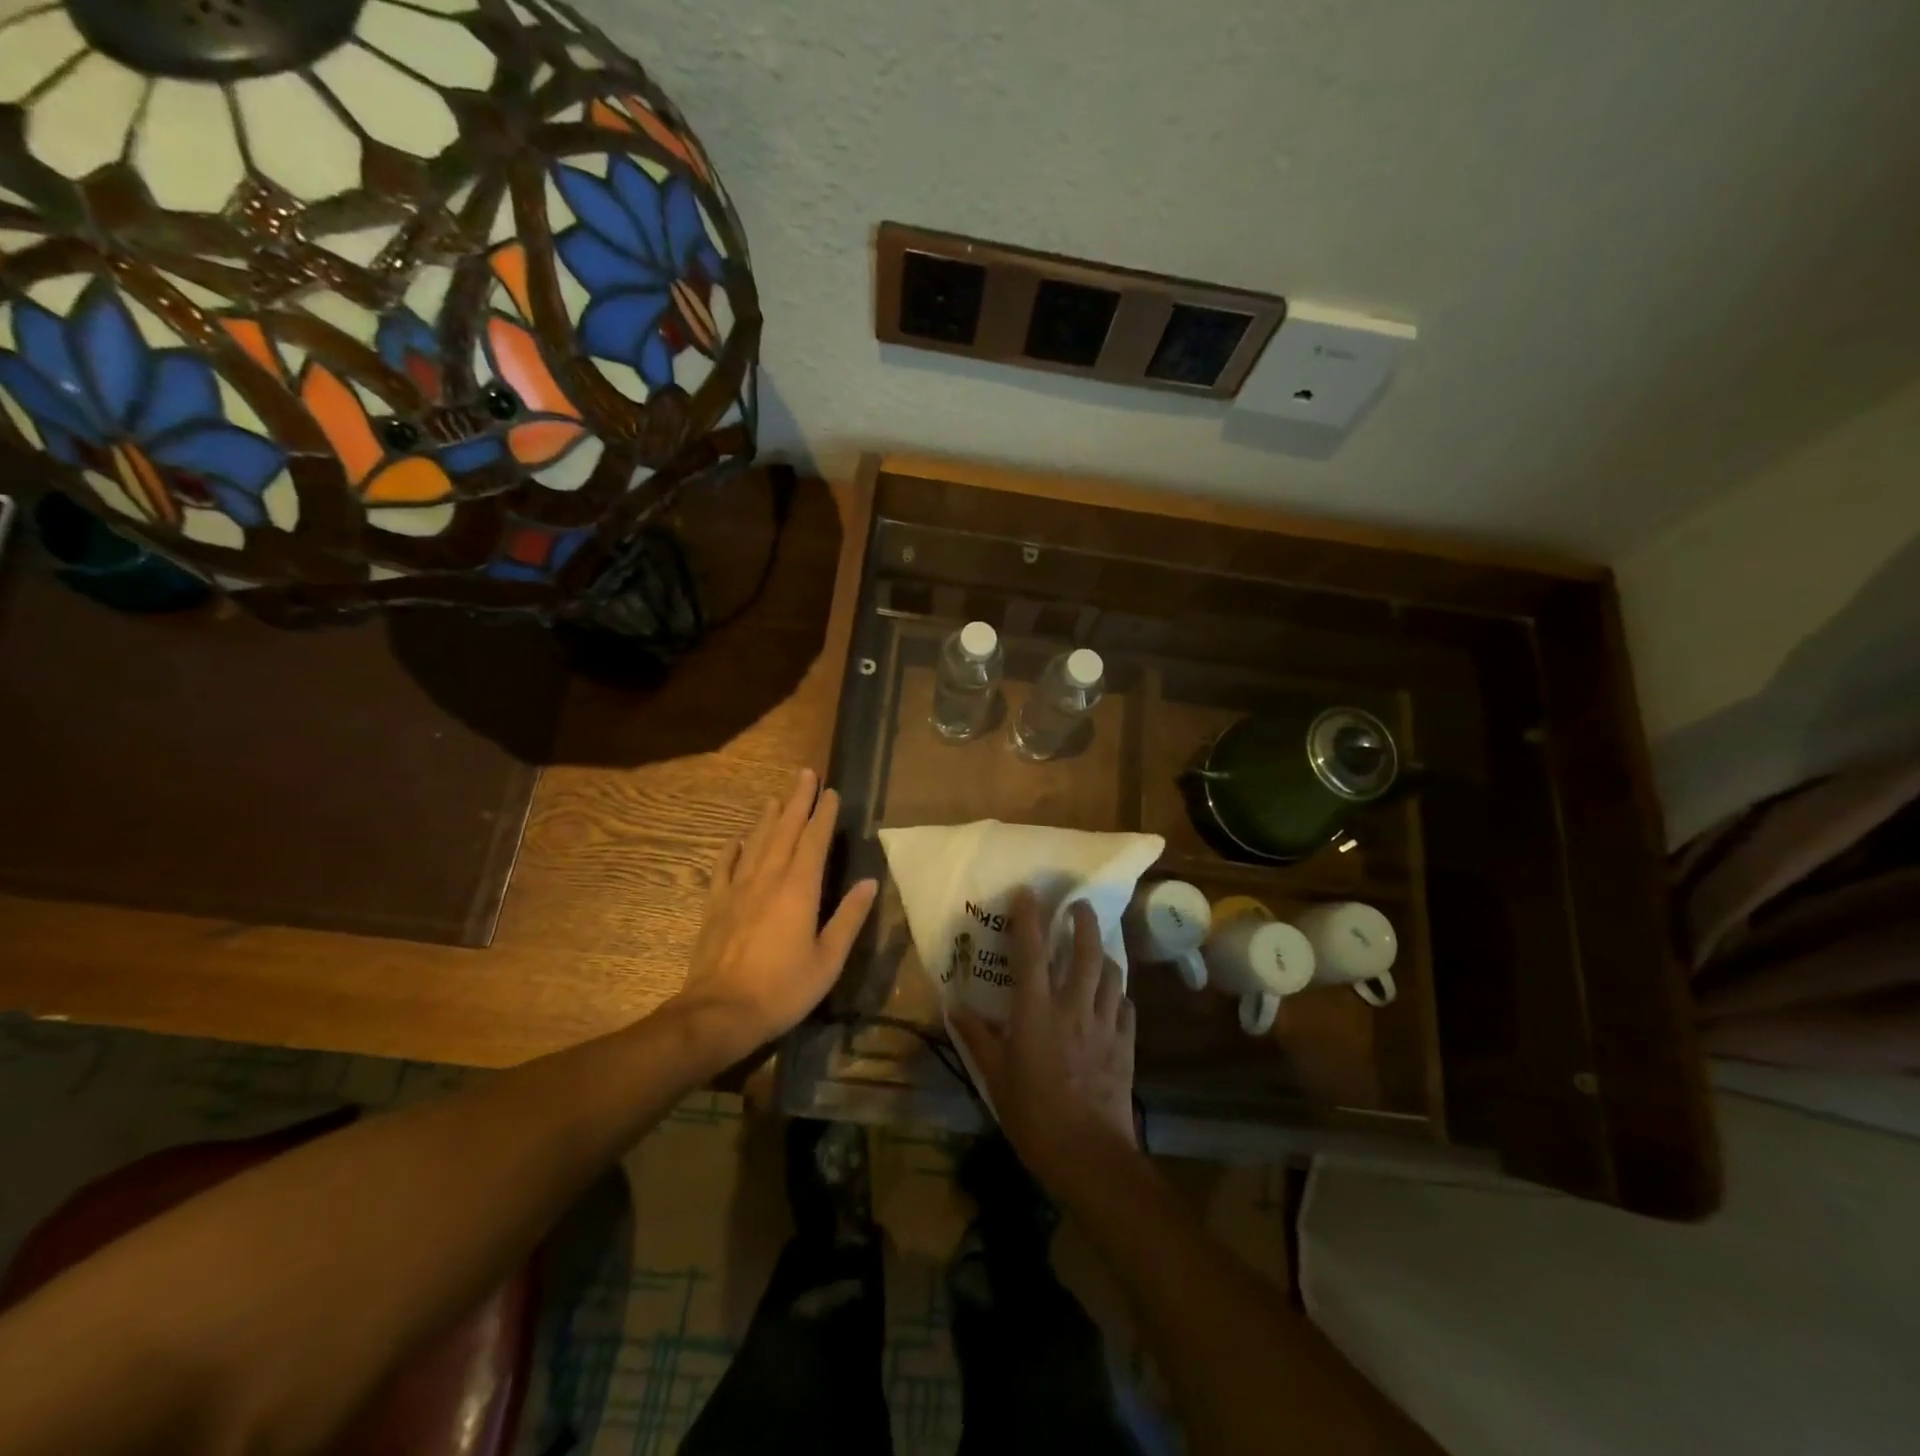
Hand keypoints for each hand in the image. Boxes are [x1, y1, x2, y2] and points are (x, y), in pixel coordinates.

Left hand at [673, 769, 877, 1064]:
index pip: (814, 841)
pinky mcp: (716, 905)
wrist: (720, 1012)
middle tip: (804, 774)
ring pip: (755, 843)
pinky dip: (732, 850)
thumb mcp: (828, 959)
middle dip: (797, 801)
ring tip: (776, 798)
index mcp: (799, 889)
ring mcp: (738, 890)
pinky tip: (736, 840)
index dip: (824, 814)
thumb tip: (870, 882)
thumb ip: (849, 917)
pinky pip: (724, 868)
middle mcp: (769, 879)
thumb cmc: (783, 989)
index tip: (831, 791)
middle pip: (784, 831)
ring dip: (767, 818)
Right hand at [949, 890, 1138, 1194]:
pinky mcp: (1125, 1044)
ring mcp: (1105, 1024)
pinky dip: (1118, 995)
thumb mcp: (996, 1077)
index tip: (1028, 892)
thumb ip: (977, 1038)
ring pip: (1112, 974)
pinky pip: (1126, 1007)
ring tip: (1096, 949)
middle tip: (1079, 907)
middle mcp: (1074, 1007)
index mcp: (1037, 1012)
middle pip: (1086, 951)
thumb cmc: (1034, 1116)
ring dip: (1104, 954)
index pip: (1032, 952)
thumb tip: (954, 1007)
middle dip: (1084, 922)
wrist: (1090, 1156)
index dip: (1029, 918)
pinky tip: (1112, 999)